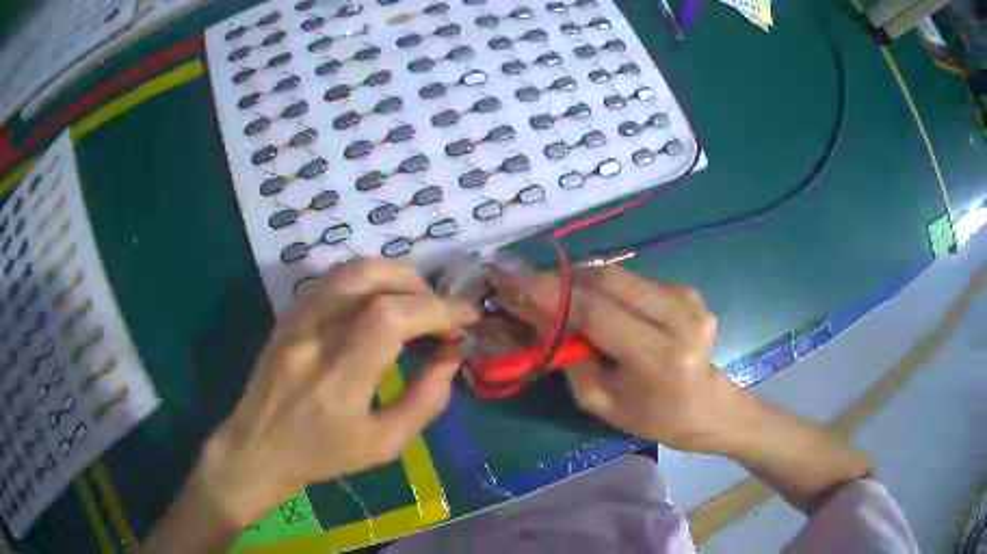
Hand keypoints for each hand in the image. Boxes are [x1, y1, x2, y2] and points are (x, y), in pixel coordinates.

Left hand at [195, 260, 477, 527]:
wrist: (258, 448)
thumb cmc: (323, 455)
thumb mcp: (384, 444)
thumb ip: (425, 400)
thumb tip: (451, 356)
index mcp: (338, 377)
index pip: (391, 317)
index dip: (437, 310)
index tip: (466, 319)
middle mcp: (313, 336)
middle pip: (369, 277)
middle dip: (418, 286)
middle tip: (439, 312)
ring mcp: (296, 319)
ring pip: (349, 270)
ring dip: (393, 276)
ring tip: (414, 302)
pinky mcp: (288, 315)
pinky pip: (333, 280)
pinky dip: (368, 281)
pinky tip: (379, 304)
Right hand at [493, 265, 740, 452]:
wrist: (708, 405)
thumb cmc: (652, 416)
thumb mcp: (600, 400)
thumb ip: (568, 357)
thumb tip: (535, 315)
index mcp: (660, 357)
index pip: (597, 313)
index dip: (552, 293)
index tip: (514, 280)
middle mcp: (679, 319)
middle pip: (609, 280)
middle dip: (565, 278)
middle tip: (533, 284)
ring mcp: (688, 299)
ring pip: (620, 273)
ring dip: (583, 279)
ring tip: (561, 294)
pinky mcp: (688, 290)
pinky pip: (635, 278)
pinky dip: (608, 286)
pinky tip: (600, 302)